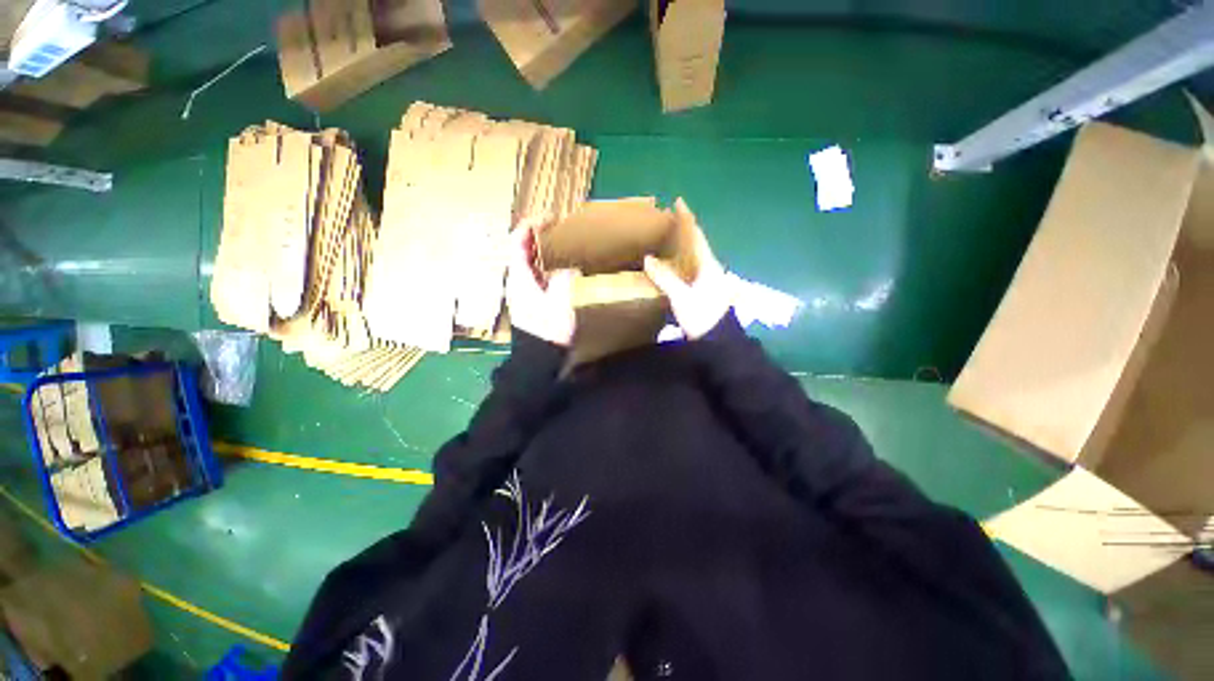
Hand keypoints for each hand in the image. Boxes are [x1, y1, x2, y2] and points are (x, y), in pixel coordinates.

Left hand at [506, 219, 576, 346]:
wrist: (539, 357)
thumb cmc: (548, 330)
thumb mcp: (560, 304)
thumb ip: (565, 280)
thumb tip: (571, 265)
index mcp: (521, 276)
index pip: (519, 241)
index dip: (531, 224)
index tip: (551, 216)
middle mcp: (519, 279)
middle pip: (524, 248)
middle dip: (540, 234)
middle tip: (562, 228)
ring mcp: (524, 290)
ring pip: (531, 260)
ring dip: (544, 248)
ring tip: (565, 243)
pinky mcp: (532, 299)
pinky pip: (538, 273)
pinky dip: (548, 263)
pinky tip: (563, 266)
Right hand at [643, 198, 731, 339]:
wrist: (718, 341)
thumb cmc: (702, 316)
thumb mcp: (681, 297)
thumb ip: (665, 278)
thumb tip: (648, 258)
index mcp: (708, 265)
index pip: (697, 236)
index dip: (688, 219)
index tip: (679, 202)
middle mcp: (712, 269)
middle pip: (698, 244)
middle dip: (685, 231)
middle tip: (669, 222)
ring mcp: (711, 280)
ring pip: (696, 257)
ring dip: (684, 247)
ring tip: (669, 240)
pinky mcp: (707, 291)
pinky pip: (693, 269)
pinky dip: (683, 262)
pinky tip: (675, 266)